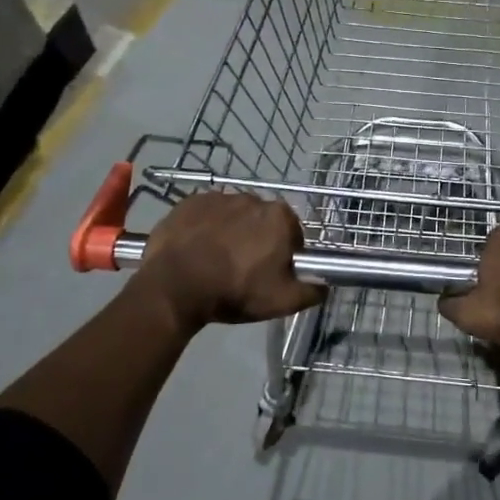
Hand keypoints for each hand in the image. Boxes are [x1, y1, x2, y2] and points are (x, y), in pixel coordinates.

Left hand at [133, 192, 323, 332]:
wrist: (174, 287)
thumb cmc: (235, 291)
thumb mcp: (282, 301)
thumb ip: (312, 291)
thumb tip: (324, 285)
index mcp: (279, 217)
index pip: (293, 234)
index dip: (285, 255)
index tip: (272, 274)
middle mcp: (252, 198)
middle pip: (262, 222)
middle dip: (258, 240)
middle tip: (244, 270)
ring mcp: (217, 197)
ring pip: (233, 217)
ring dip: (230, 233)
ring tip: (216, 262)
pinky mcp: (188, 203)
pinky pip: (204, 215)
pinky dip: (204, 229)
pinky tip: (196, 252)